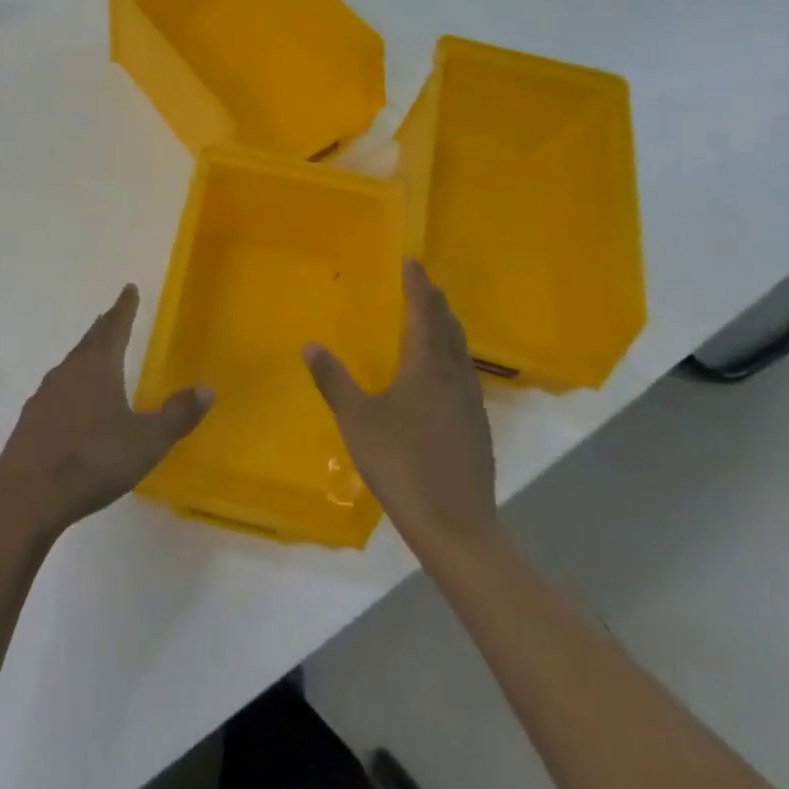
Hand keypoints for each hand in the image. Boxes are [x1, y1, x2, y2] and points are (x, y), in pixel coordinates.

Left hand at [0, 284, 211, 542]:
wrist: (27, 497)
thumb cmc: (92, 461)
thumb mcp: (146, 442)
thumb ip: (177, 415)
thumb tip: (206, 389)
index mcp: (97, 367)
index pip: (115, 327)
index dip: (125, 307)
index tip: (129, 288)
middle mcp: (68, 371)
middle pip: (90, 341)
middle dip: (105, 327)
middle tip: (114, 314)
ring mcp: (44, 395)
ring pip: (71, 364)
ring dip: (86, 354)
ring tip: (96, 355)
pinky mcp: (30, 420)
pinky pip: (57, 390)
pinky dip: (71, 385)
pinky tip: (72, 403)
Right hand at [304, 260, 499, 555]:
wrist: (456, 525)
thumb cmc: (402, 464)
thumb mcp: (357, 421)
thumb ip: (334, 381)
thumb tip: (311, 345)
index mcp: (427, 367)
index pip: (424, 313)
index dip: (418, 286)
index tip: (412, 262)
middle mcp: (454, 376)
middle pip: (449, 327)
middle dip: (435, 302)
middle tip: (422, 283)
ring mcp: (471, 403)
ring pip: (461, 351)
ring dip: (446, 327)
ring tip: (433, 318)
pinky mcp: (477, 426)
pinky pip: (464, 373)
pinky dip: (452, 355)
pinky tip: (442, 373)